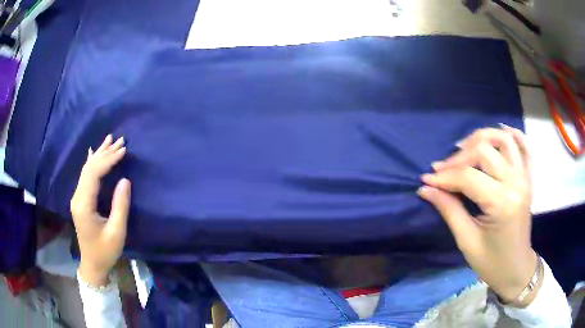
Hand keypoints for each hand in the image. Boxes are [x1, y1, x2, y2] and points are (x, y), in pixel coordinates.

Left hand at [70, 134, 130, 286]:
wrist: (92, 264)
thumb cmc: (105, 251)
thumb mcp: (116, 232)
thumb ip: (120, 206)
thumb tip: (125, 180)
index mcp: (84, 204)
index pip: (94, 173)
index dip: (109, 160)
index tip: (124, 150)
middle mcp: (77, 196)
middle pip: (90, 167)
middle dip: (105, 152)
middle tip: (121, 140)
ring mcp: (77, 197)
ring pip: (87, 169)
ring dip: (99, 154)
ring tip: (110, 139)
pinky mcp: (80, 200)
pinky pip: (85, 175)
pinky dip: (91, 162)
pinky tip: (92, 152)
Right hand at [418, 127, 538, 306]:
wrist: (516, 268)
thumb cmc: (491, 262)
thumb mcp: (467, 241)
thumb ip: (449, 210)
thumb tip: (426, 189)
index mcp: (502, 203)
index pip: (468, 177)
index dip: (444, 177)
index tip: (426, 180)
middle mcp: (515, 182)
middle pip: (484, 150)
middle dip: (458, 157)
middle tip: (442, 170)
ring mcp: (524, 177)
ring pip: (503, 139)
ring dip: (481, 138)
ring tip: (465, 148)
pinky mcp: (528, 177)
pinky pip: (524, 147)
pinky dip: (513, 135)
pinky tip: (500, 132)